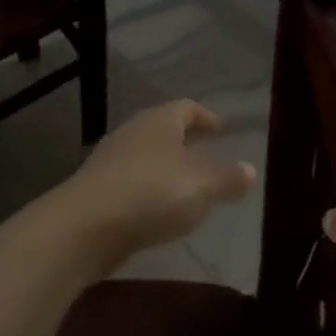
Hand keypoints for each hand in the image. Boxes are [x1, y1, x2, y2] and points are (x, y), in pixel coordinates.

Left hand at [48, 100, 256, 266]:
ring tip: (186, 187)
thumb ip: (228, 178)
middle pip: (163, 130)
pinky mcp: (96, 191)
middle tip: (206, 154)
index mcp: (160, 120)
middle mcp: (133, 132)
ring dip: (165, 168)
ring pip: (146, 157)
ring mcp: (110, 161)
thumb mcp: (202, 186)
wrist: (84, 227)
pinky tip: (158, 212)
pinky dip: (148, 192)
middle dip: (185, 142)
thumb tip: (250, 169)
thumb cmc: (152, 193)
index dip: (205, 117)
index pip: (186, 108)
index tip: (220, 128)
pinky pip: (131, 184)